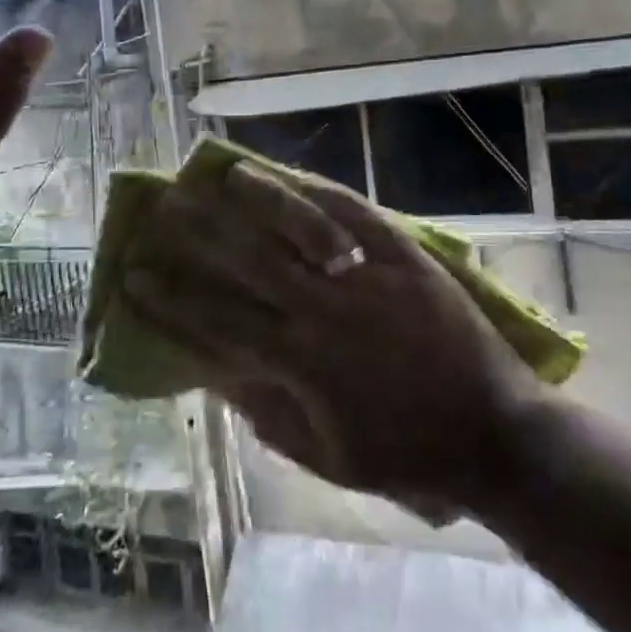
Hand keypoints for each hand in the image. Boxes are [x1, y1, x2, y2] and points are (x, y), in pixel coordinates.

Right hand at [123, 164, 545, 520]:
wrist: (495, 435)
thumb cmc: (409, 457)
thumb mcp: (328, 458)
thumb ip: (269, 415)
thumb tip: (219, 375)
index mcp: (302, 364)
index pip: (219, 323)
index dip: (171, 300)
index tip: (134, 275)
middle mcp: (325, 310)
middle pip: (248, 263)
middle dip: (199, 236)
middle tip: (162, 210)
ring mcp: (368, 278)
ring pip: (300, 229)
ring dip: (257, 199)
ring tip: (222, 173)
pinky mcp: (407, 258)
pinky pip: (359, 218)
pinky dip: (324, 195)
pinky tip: (298, 178)